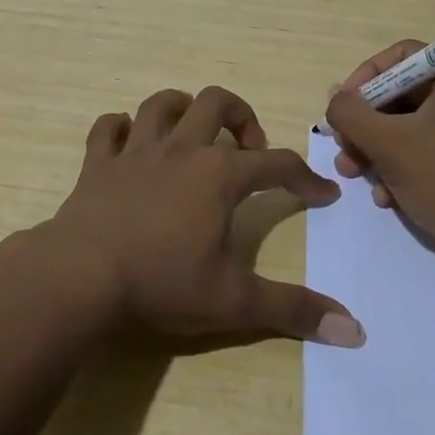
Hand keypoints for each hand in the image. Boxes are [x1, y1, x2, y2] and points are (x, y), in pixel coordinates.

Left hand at [38, 86, 364, 346]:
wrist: (80, 276)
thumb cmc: (161, 283)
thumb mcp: (234, 302)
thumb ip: (293, 310)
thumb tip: (354, 331)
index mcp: (218, 175)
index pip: (276, 165)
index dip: (305, 177)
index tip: (324, 193)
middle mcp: (180, 150)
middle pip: (216, 103)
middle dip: (240, 116)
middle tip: (248, 147)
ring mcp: (135, 151)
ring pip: (161, 104)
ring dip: (182, 108)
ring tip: (193, 131)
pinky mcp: (98, 163)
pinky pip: (107, 128)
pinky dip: (119, 128)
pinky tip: (128, 141)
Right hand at [324, 41, 434, 269]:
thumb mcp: (387, 143)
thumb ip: (351, 113)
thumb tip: (335, 96)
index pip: (403, 57)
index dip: (364, 78)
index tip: (342, 108)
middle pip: (405, 94)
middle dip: (367, 124)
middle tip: (344, 148)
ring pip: (414, 124)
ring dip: (379, 148)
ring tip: (354, 174)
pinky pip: (432, 146)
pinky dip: (405, 164)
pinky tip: (386, 195)